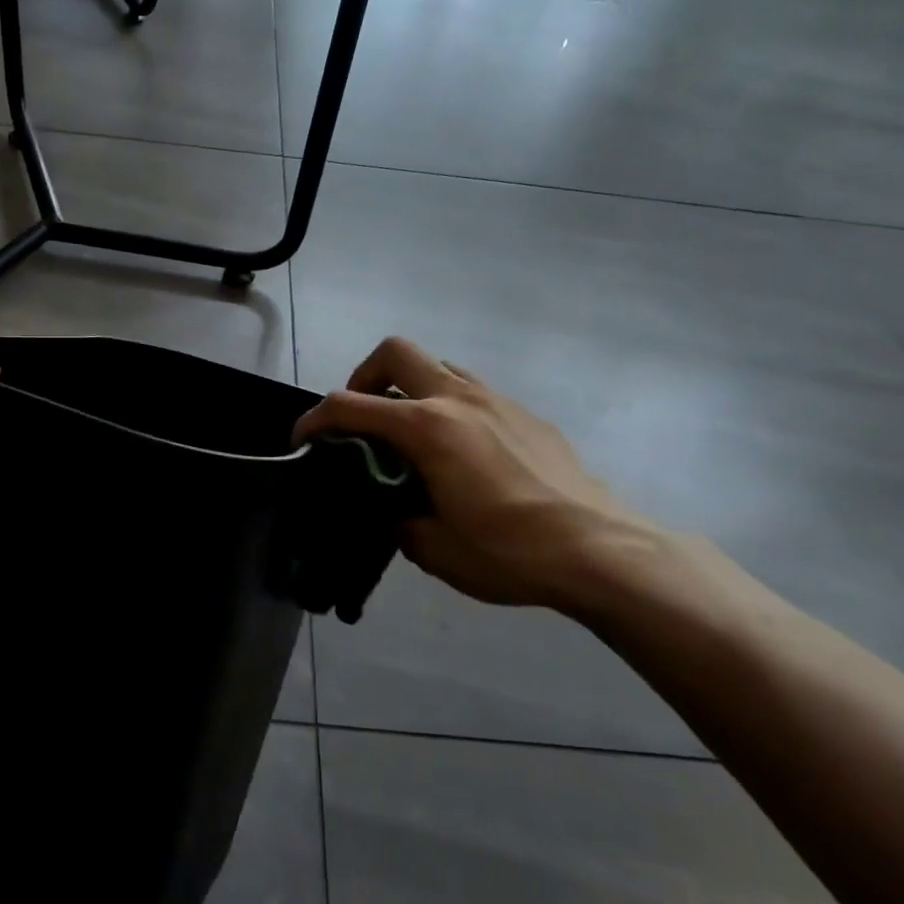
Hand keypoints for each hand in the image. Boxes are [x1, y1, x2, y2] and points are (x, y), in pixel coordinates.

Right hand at [294, 337, 675, 615]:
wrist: (602, 550)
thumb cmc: (510, 552)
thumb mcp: (434, 549)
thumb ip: (395, 518)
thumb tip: (386, 505)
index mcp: (427, 429)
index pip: (350, 405)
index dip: (315, 418)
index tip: (302, 439)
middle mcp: (457, 398)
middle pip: (394, 351)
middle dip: (365, 377)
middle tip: (365, 419)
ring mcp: (496, 399)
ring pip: (438, 364)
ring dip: (411, 386)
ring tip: (412, 433)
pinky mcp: (525, 413)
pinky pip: (473, 390)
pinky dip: (449, 405)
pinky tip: (463, 452)